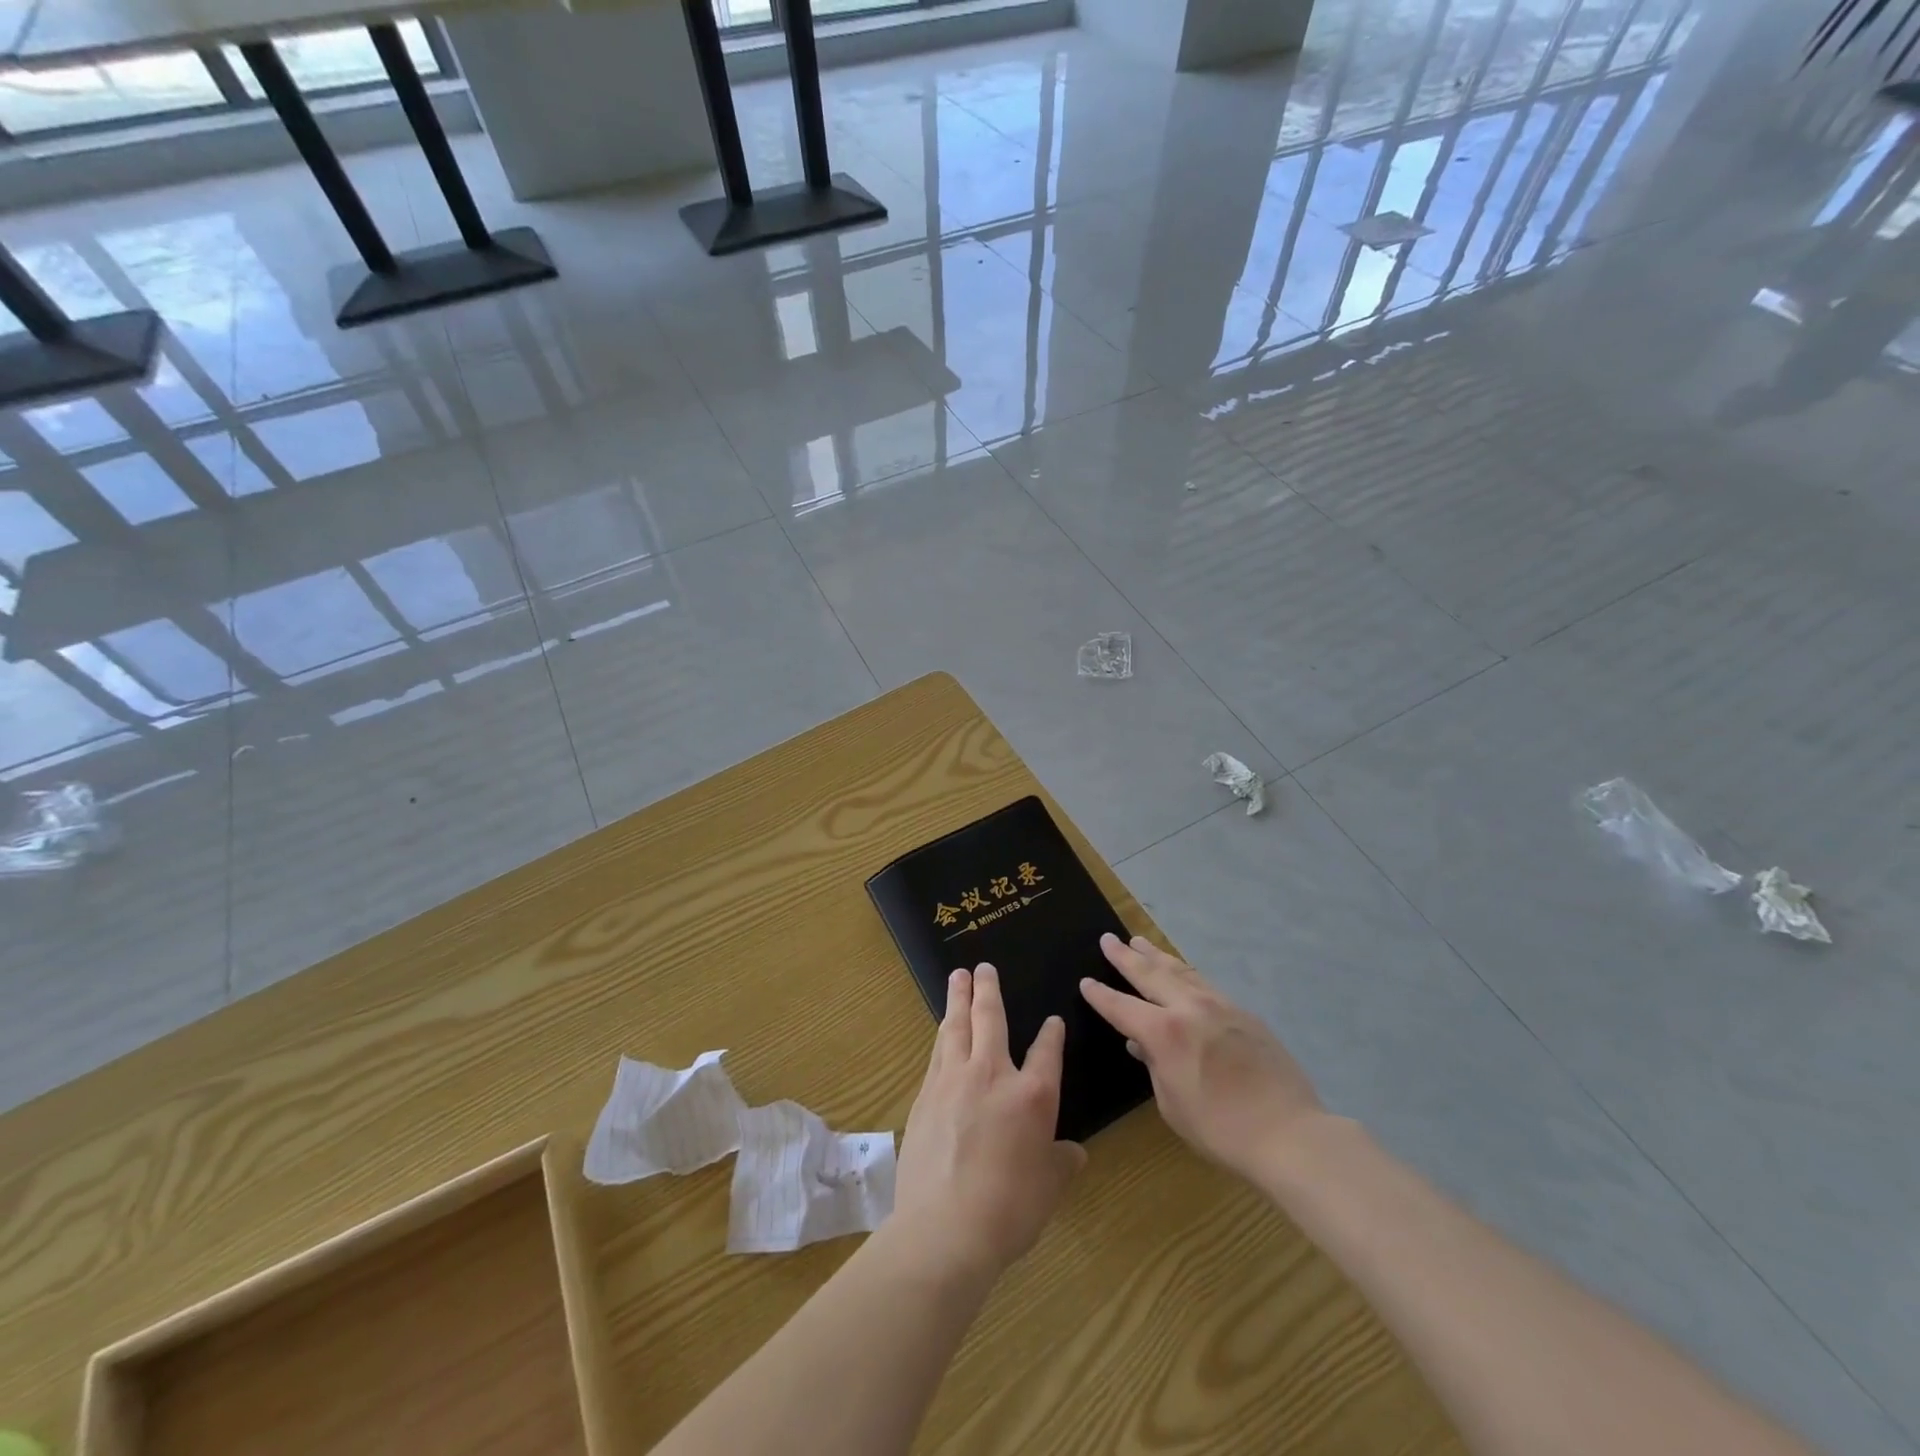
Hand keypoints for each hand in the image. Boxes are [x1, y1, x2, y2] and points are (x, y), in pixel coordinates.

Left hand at [891, 965, 1086, 1282]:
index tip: (1053, 1021)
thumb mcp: (1049, 1188)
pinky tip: (941, 1031)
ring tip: (957, 979)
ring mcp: (953, 1081)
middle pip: (990, 1018)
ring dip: (957, 999)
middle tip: (982, 967)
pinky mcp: (925, 1096)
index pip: (1046, 1052)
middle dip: (987, 989)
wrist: (944, 1228)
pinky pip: (937, 1053)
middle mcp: (991, 1075)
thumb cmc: (1009, 1209)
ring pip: (956, 1027)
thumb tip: (1073, 1152)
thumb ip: (1062, 1162)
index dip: (1051, 1035)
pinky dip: (942, 1035)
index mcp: (1031, 1095)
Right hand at [1079, 933, 1322, 1181]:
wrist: (1288, 1132)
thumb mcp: (1172, 1105)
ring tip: (1139, 942)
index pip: (1121, 1007)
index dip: (1100, 995)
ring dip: (1156, 956)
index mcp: (1164, 1032)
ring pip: (1180, 971)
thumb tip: (1143, 1044)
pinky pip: (1205, 983)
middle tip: (1108, 939)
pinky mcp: (1243, 1012)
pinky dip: (1185, 972)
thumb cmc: (1220, 1129)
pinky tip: (1182, 972)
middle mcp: (1189, 1008)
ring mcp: (1219, 1005)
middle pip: (1150, 974)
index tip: (1085, 981)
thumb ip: (1154, 1066)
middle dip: (1125, 956)